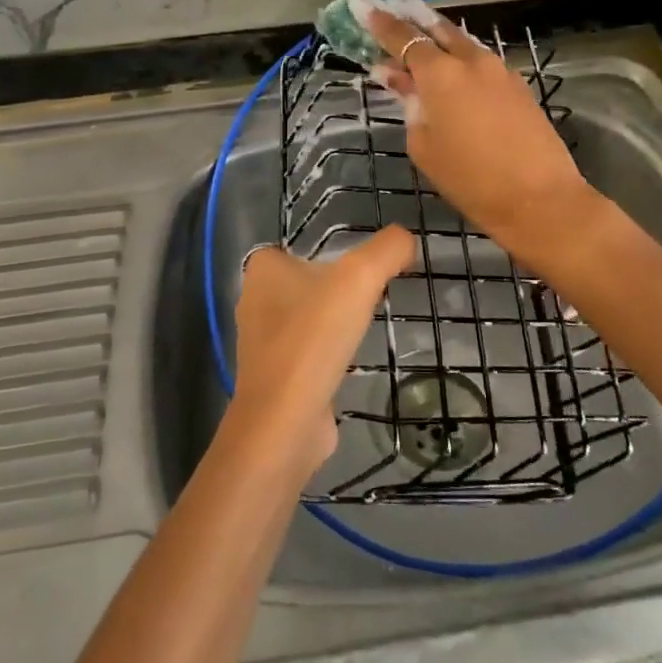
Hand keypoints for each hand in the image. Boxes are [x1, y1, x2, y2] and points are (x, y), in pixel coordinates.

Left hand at [231, 227, 414, 471]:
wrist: (285, 423)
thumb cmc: (314, 337)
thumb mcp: (359, 277)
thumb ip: (388, 249)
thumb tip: (407, 239)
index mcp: (263, 268)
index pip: (302, 245)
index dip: (336, 251)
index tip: (366, 266)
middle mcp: (255, 299)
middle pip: (309, 280)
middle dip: (338, 287)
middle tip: (374, 293)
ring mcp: (262, 341)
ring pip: (308, 316)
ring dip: (334, 320)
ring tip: (365, 325)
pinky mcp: (275, 375)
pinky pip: (308, 350)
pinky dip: (328, 351)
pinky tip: (350, 357)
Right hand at [365, 10, 594, 262]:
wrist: (539, 198)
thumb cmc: (470, 179)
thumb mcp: (424, 145)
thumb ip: (410, 105)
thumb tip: (398, 79)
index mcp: (440, 73)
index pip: (404, 39)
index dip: (384, 25)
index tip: (368, 10)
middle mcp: (471, 60)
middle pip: (438, 30)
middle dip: (415, 23)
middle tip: (395, 18)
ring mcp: (500, 70)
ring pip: (464, 45)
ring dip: (441, 43)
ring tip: (423, 50)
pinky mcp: (519, 85)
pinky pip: (482, 64)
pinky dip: (463, 63)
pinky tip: (456, 78)